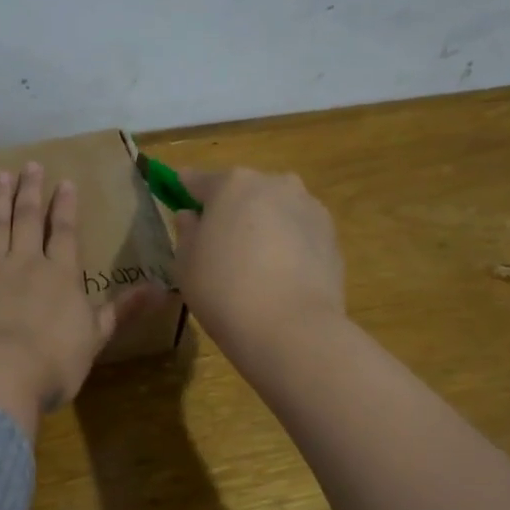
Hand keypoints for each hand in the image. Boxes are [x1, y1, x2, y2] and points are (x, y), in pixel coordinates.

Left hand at [0, 162, 160, 435]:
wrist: (1, 374)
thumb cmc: (55, 362)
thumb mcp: (97, 337)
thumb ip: (123, 310)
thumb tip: (163, 289)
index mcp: (61, 275)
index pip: (64, 232)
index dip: (65, 207)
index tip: (64, 181)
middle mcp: (25, 263)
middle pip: (27, 220)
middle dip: (30, 191)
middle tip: (30, 165)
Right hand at [172, 167, 345, 360]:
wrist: (291, 328)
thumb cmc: (223, 290)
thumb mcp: (185, 263)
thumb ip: (186, 232)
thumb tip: (191, 216)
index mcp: (232, 184)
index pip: (199, 180)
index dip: (185, 188)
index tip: (178, 194)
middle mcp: (274, 184)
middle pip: (243, 191)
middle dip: (230, 208)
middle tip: (218, 240)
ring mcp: (309, 208)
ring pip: (275, 208)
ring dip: (262, 224)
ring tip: (253, 260)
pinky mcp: (331, 236)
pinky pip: (298, 232)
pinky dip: (287, 243)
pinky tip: (278, 274)